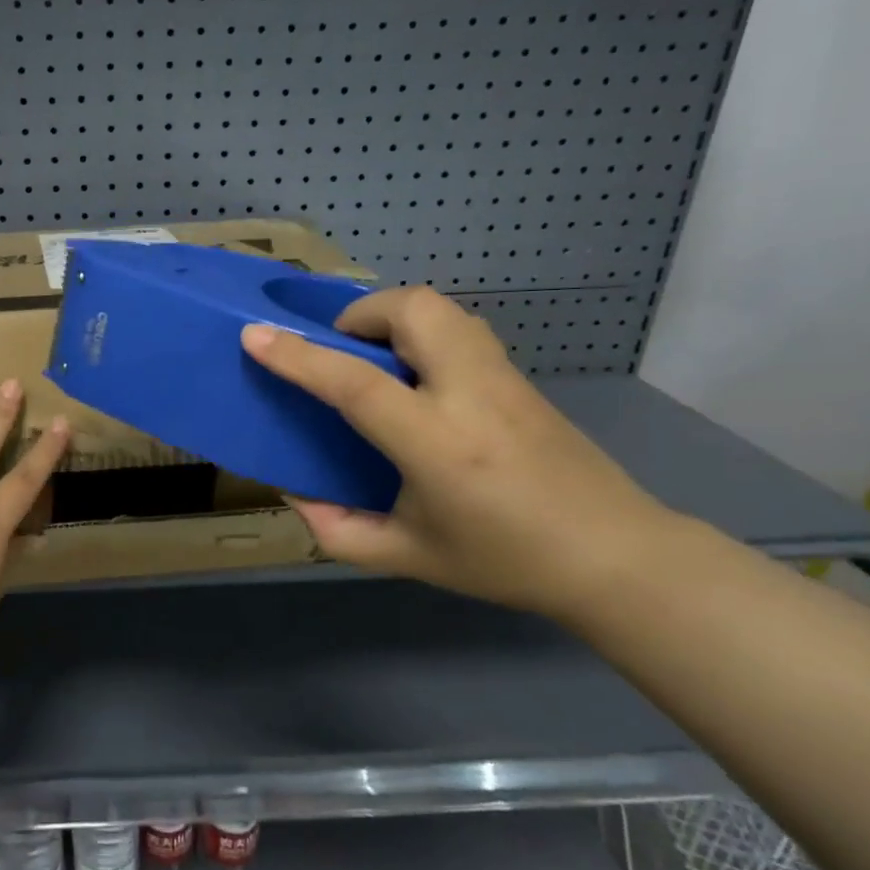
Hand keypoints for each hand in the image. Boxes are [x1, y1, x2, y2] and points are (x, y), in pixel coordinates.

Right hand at [240, 287, 679, 618]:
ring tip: (374, 357)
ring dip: (394, 315)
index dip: (299, 357)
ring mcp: (503, 379)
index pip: (356, 384)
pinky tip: (417, 377)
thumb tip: (296, 493)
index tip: (254, 336)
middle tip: (339, 350)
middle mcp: (471, 395)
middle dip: (360, 313)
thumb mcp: (407, 557)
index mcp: (437, 444)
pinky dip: (423, 331)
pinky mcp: (521, 378)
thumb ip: (338, 529)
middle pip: (413, 310)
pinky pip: (461, 328)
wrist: (615, 556)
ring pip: (442, 308)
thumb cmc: (504, 561)